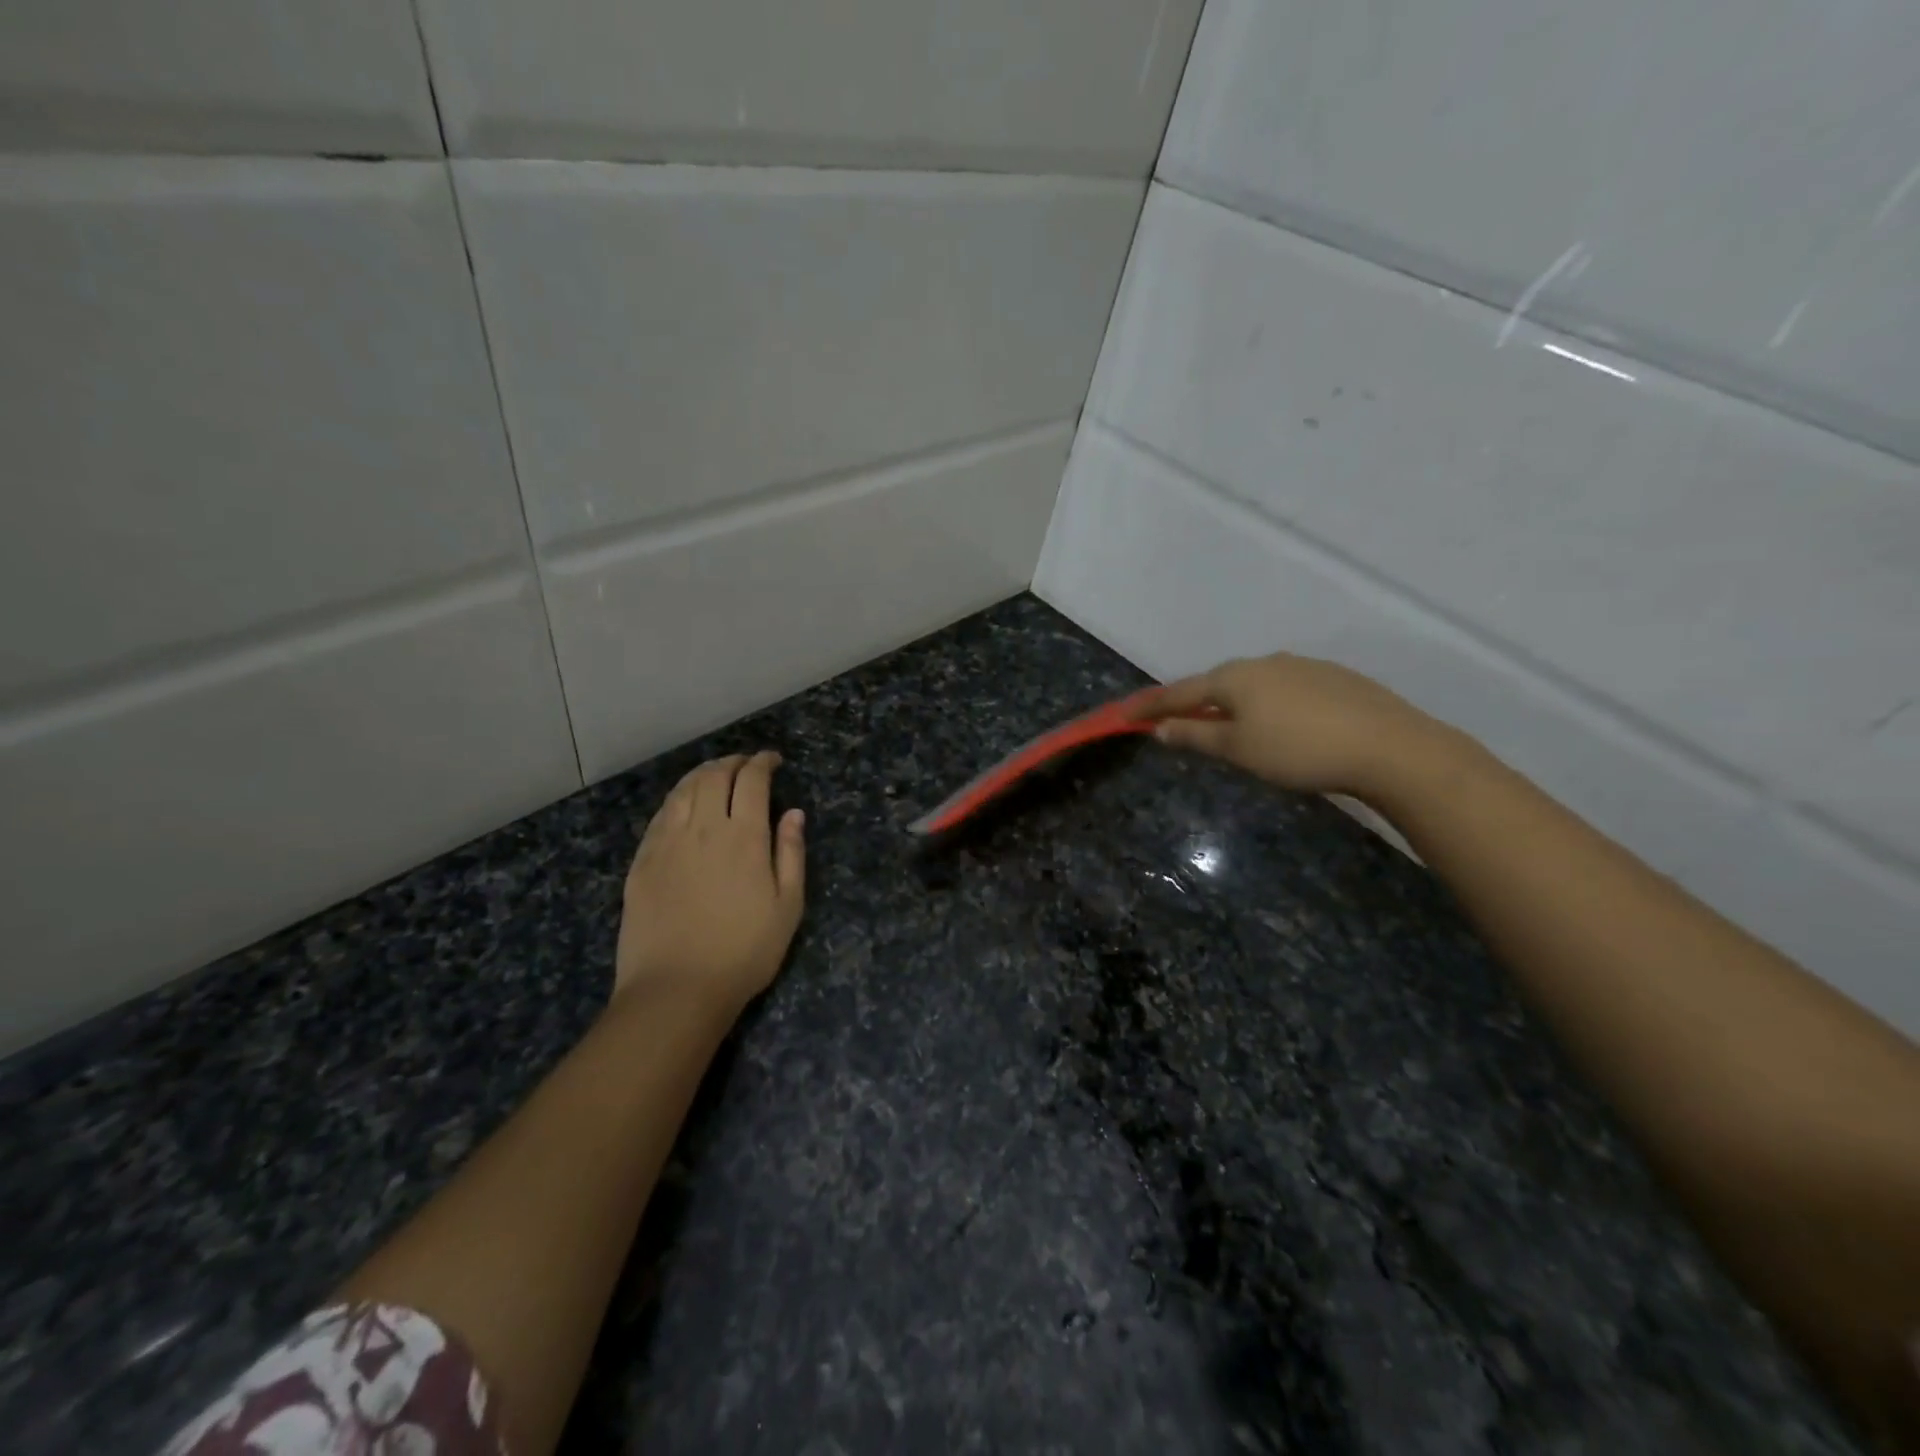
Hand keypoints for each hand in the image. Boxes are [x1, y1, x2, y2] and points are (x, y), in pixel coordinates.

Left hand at [614, 752, 805, 1016]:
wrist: (676, 988)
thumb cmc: (744, 951)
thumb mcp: (788, 906)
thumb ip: (792, 853)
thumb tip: (794, 813)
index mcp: (745, 837)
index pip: (752, 780)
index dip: (763, 763)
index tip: (773, 760)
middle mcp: (704, 828)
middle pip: (714, 776)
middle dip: (733, 761)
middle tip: (746, 764)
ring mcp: (668, 842)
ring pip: (684, 790)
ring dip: (703, 773)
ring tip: (716, 774)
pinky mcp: (642, 861)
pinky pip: (661, 815)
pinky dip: (678, 798)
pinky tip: (684, 805)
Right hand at [1136, 654, 1437, 796]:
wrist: (1390, 747)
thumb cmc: (1299, 751)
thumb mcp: (1238, 749)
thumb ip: (1196, 736)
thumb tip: (1160, 728)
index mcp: (1235, 677)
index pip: (1181, 691)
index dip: (1152, 706)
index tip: (1126, 714)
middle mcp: (1265, 662)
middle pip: (1218, 683)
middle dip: (1196, 701)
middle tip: (1179, 721)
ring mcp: (1303, 666)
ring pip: (1255, 684)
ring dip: (1235, 703)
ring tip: (1233, 727)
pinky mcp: (1335, 679)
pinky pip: (1285, 689)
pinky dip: (1269, 705)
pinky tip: (1283, 725)